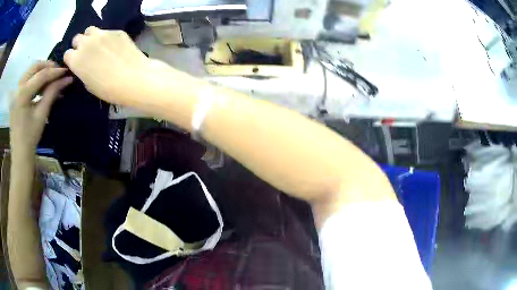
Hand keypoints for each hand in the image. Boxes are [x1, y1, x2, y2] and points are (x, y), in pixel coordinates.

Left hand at [10, 61, 72, 154]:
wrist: (20, 155)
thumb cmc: (30, 137)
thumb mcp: (42, 115)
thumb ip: (53, 93)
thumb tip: (67, 79)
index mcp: (22, 94)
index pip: (41, 75)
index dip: (55, 72)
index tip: (66, 71)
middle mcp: (17, 88)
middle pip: (34, 67)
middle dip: (47, 66)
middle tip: (57, 71)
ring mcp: (15, 91)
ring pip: (30, 71)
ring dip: (41, 71)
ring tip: (50, 78)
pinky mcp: (15, 96)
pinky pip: (26, 80)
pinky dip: (34, 79)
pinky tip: (40, 86)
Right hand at [64, 26, 150, 105]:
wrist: (133, 78)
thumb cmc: (108, 89)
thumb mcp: (89, 84)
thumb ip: (82, 70)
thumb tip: (83, 65)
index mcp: (76, 59)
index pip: (67, 54)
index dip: (71, 59)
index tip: (76, 63)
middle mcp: (86, 43)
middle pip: (77, 38)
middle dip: (79, 45)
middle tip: (86, 53)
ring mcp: (102, 34)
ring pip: (90, 30)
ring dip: (90, 37)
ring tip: (97, 45)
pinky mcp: (116, 31)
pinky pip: (106, 31)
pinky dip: (106, 37)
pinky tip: (113, 46)